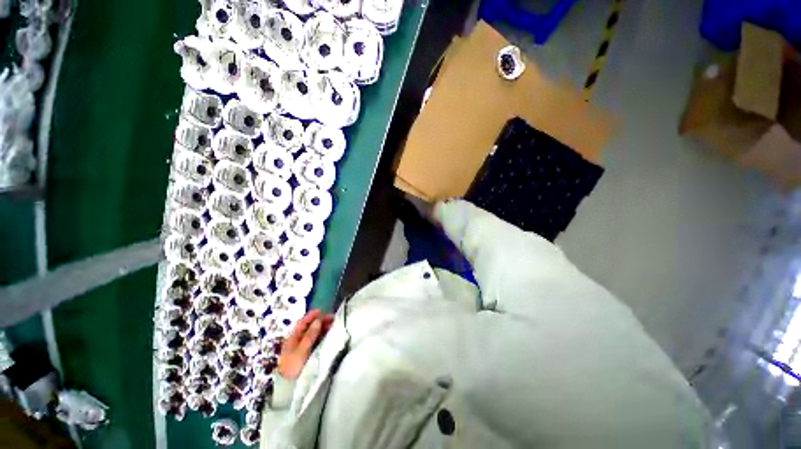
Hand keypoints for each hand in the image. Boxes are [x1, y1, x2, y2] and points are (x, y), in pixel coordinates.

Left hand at [278, 310, 333, 379]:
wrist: (290, 386)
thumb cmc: (294, 366)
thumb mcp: (301, 350)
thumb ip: (310, 335)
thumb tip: (318, 320)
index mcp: (293, 338)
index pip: (302, 323)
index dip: (311, 316)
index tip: (321, 310)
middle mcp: (298, 340)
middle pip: (309, 327)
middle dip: (320, 321)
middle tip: (332, 317)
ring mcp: (303, 346)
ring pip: (314, 332)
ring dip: (323, 327)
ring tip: (333, 324)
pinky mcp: (309, 352)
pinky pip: (317, 340)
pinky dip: (323, 334)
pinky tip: (330, 334)